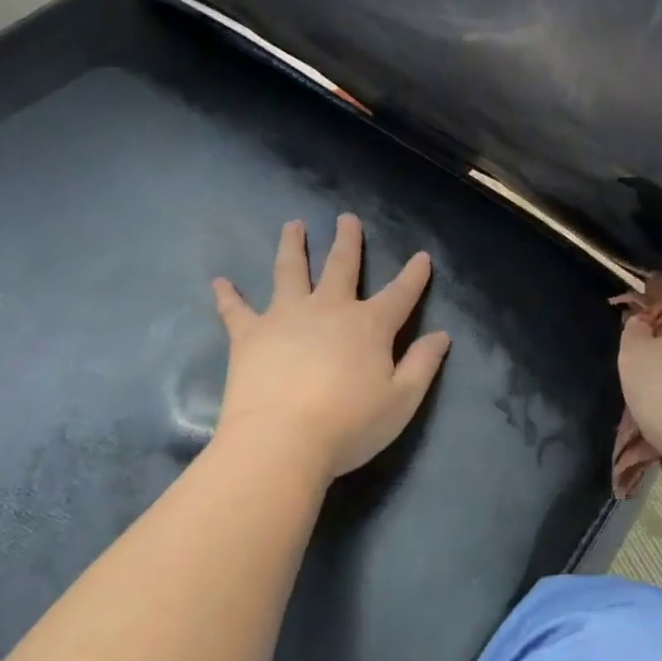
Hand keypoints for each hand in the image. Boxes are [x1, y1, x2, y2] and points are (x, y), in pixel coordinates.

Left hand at [211, 215, 450, 483]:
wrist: (281, 442)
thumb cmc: (348, 425)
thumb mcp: (401, 401)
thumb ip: (423, 364)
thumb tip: (441, 335)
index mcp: (370, 326)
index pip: (400, 294)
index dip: (414, 275)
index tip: (422, 256)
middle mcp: (329, 309)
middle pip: (342, 266)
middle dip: (348, 241)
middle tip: (346, 218)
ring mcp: (286, 316)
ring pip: (290, 271)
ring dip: (292, 246)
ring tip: (293, 225)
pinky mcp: (249, 334)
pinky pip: (236, 309)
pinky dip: (228, 295)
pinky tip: (219, 281)